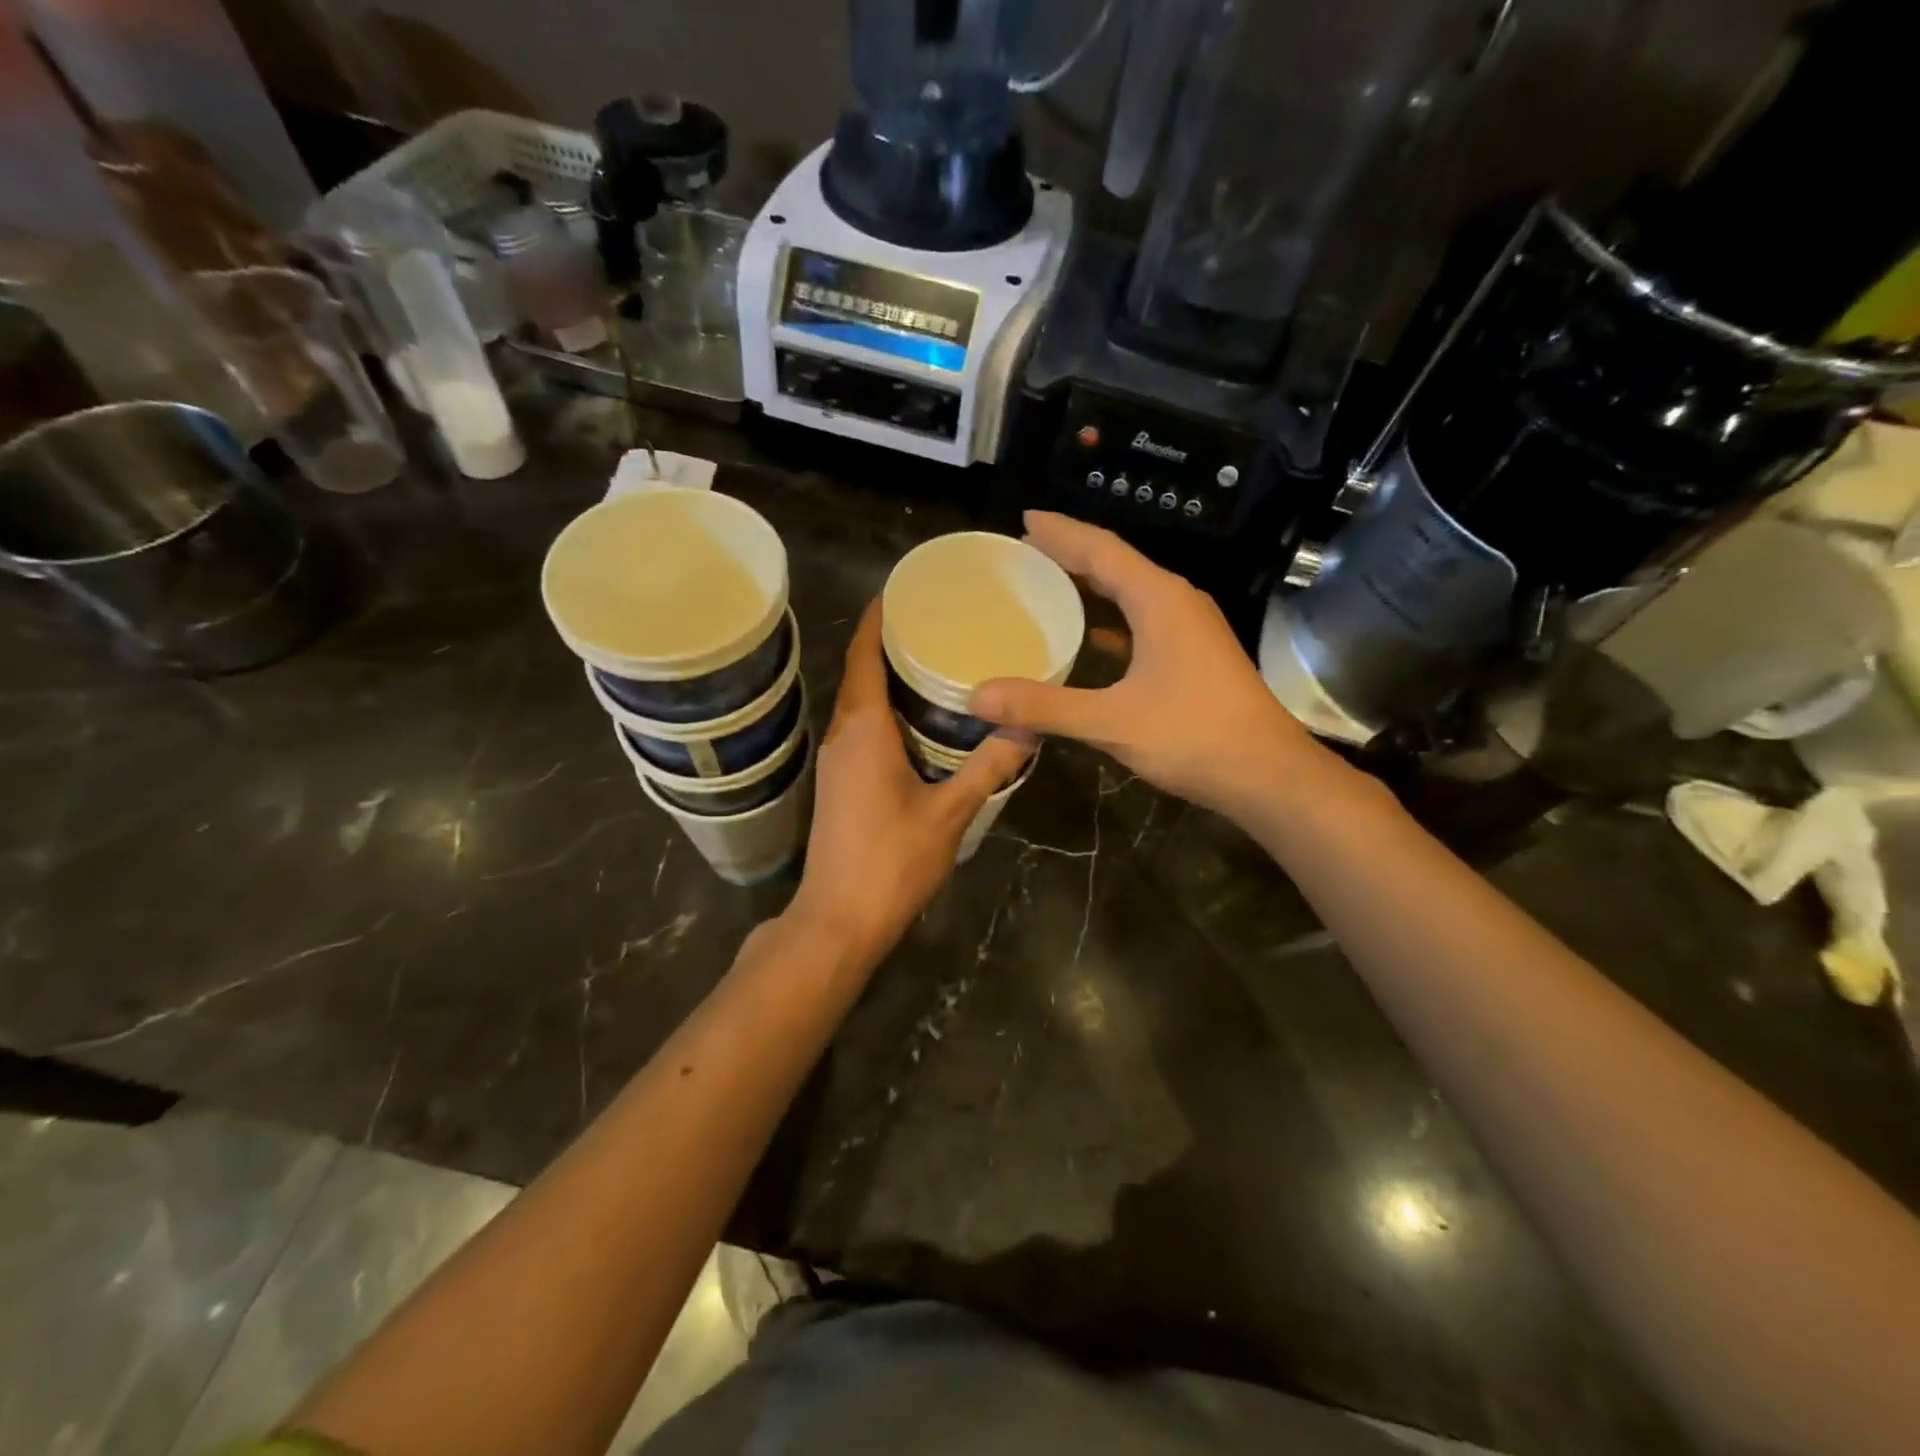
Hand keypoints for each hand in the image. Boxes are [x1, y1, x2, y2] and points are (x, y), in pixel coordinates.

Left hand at [788, 600, 1031, 966]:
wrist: (839, 919)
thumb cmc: (892, 861)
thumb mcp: (950, 813)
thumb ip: (988, 768)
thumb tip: (1028, 730)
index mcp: (864, 729)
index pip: (863, 655)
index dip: (877, 619)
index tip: (900, 590)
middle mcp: (842, 736)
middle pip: (859, 674)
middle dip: (888, 643)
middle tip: (934, 622)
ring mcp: (835, 762)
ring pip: (858, 704)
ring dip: (885, 679)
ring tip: (930, 661)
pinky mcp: (838, 785)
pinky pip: (860, 730)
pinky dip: (883, 711)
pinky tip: (917, 721)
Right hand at [971, 512, 1329, 823]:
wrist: (1267, 775)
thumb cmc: (1193, 736)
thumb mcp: (1111, 721)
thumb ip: (1043, 707)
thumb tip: (977, 697)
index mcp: (1159, 599)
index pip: (1102, 549)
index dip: (1061, 532)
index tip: (1024, 518)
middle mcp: (1175, 602)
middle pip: (1116, 565)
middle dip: (1070, 554)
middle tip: (1024, 551)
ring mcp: (1189, 629)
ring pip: (1130, 594)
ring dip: (1090, 586)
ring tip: (1047, 584)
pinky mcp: (1192, 656)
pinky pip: (1141, 622)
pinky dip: (1109, 621)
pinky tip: (1088, 635)